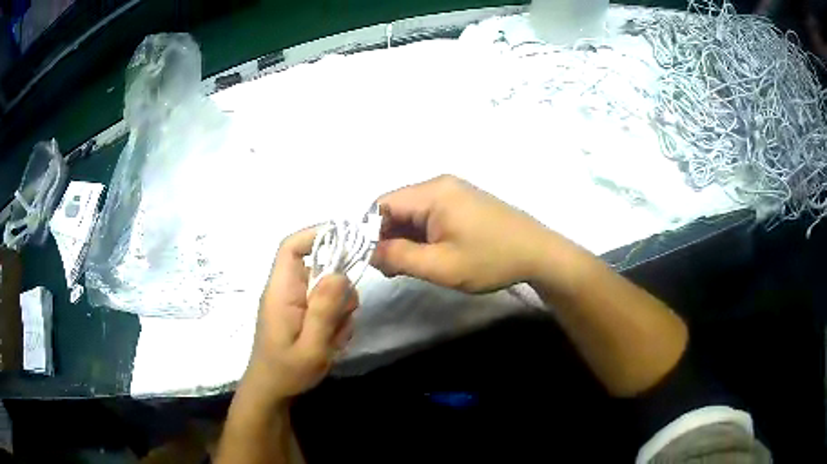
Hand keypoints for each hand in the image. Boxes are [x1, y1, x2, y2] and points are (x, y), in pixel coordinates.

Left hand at [244, 227, 357, 402]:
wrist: (272, 391)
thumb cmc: (286, 372)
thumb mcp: (310, 347)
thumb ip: (323, 312)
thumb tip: (339, 274)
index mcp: (281, 291)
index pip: (292, 247)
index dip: (317, 235)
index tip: (349, 241)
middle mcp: (287, 290)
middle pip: (320, 268)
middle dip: (339, 291)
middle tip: (342, 319)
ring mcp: (295, 302)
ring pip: (328, 289)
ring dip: (340, 310)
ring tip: (332, 339)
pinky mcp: (302, 313)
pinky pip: (326, 305)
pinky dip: (336, 321)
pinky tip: (330, 342)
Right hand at [372, 175, 553, 293]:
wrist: (539, 254)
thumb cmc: (491, 260)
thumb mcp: (441, 266)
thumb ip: (398, 257)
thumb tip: (369, 252)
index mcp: (433, 193)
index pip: (382, 204)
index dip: (368, 232)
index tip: (370, 260)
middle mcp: (440, 184)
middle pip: (396, 207)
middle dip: (386, 237)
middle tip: (389, 269)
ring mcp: (453, 192)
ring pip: (412, 212)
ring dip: (403, 238)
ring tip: (407, 266)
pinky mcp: (463, 202)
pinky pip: (429, 215)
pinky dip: (420, 235)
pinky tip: (426, 255)